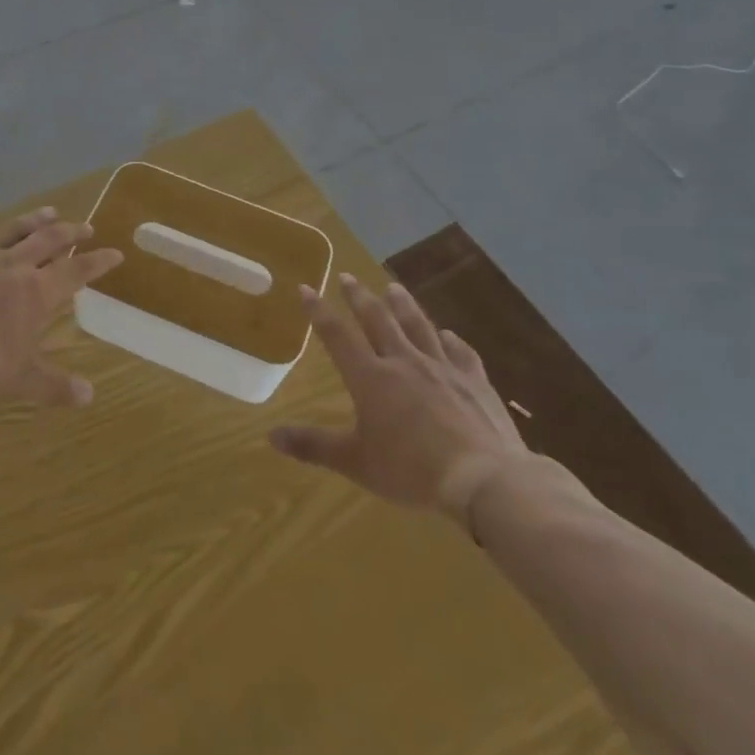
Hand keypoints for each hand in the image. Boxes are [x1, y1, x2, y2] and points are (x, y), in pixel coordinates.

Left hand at [0, 206, 123, 406]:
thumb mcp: (19, 379)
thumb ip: (54, 386)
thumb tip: (89, 396)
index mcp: (36, 292)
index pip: (76, 272)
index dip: (98, 263)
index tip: (116, 253)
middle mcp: (14, 265)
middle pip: (49, 241)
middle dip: (71, 233)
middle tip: (86, 226)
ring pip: (14, 229)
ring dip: (34, 220)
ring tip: (50, 210)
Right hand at [270, 273, 537, 521]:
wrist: (483, 478)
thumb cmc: (411, 470)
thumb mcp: (356, 462)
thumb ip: (314, 446)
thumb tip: (271, 435)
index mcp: (371, 378)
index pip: (337, 336)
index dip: (319, 311)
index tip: (306, 287)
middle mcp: (404, 362)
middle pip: (378, 319)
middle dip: (359, 296)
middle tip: (348, 276)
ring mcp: (443, 367)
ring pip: (418, 326)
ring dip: (403, 305)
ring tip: (393, 287)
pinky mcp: (475, 381)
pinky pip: (460, 351)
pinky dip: (451, 339)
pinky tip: (448, 333)